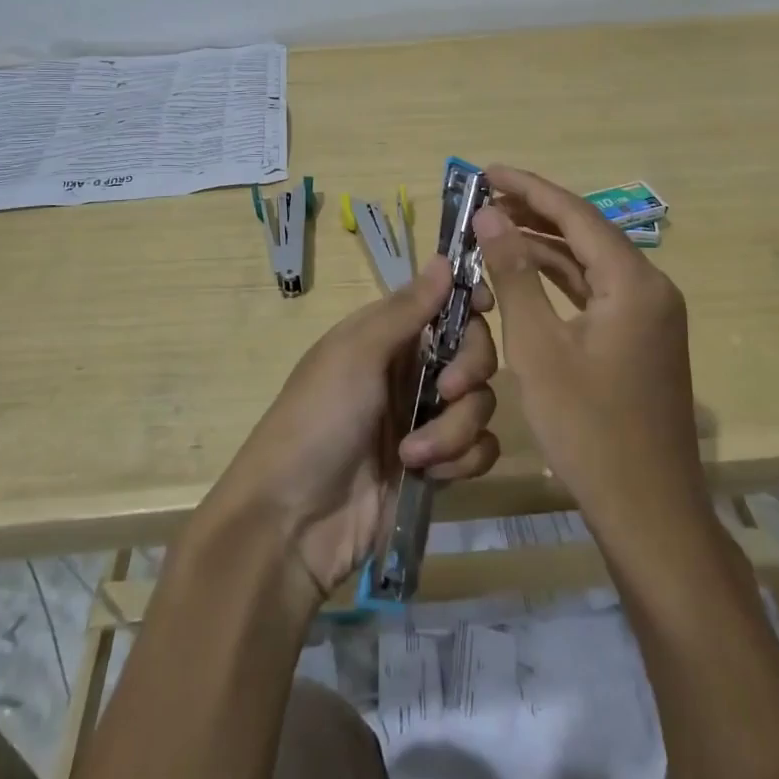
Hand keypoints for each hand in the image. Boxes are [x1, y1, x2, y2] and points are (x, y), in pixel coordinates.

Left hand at [205, 258, 499, 598]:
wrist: (293, 521)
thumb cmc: (317, 419)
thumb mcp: (356, 354)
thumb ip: (407, 309)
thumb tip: (442, 257)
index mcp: (388, 335)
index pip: (444, 304)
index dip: (469, 302)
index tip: (486, 308)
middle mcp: (411, 370)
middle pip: (475, 350)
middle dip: (469, 369)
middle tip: (447, 389)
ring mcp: (425, 419)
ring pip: (480, 403)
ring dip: (454, 429)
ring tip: (413, 455)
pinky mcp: (437, 466)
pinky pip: (478, 449)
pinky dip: (460, 460)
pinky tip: (428, 475)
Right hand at [474, 165, 702, 529]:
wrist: (647, 512)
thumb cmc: (588, 428)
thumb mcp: (539, 347)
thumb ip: (515, 274)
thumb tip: (490, 215)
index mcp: (634, 282)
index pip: (575, 214)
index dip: (528, 188)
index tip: (486, 171)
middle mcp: (650, 288)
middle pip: (586, 233)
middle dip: (534, 212)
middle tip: (483, 198)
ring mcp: (649, 316)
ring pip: (590, 263)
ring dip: (544, 244)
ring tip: (494, 227)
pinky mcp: (640, 340)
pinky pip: (596, 292)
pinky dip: (559, 279)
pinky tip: (525, 272)